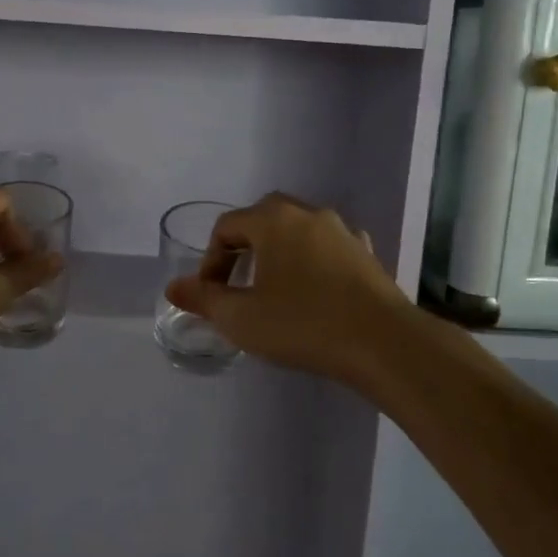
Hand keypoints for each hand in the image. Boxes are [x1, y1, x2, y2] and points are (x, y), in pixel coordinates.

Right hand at [164, 193, 414, 386]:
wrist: (383, 342)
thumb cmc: (303, 324)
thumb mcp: (241, 318)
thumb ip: (204, 299)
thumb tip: (174, 287)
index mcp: (273, 220)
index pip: (227, 226)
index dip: (210, 259)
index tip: (211, 294)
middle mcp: (308, 214)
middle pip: (263, 217)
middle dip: (244, 246)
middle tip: (237, 282)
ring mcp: (342, 231)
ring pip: (298, 230)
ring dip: (279, 252)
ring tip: (274, 287)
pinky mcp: (366, 253)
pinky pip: (328, 247)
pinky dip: (312, 260)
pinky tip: (314, 287)